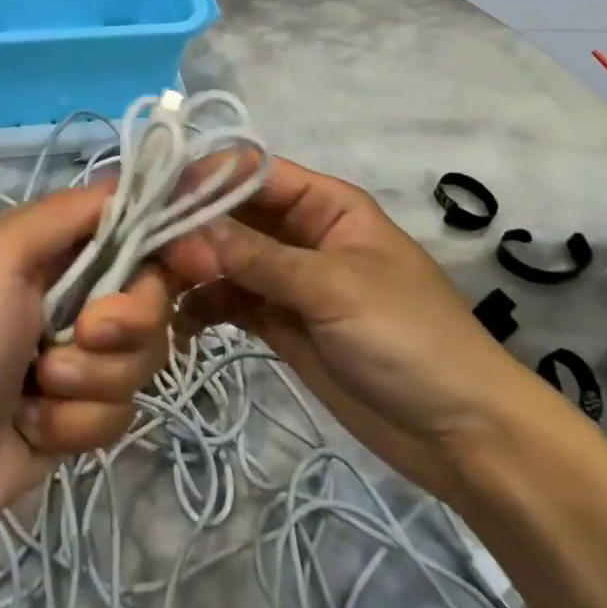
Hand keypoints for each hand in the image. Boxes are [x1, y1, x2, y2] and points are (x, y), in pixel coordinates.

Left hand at [0, 184, 171, 551]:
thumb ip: (65, 213)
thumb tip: (128, 184)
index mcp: (53, 248)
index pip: (133, 226)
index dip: (170, 240)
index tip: (196, 261)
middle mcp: (73, 294)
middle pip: (150, 296)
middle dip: (123, 325)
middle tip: (80, 336)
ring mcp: (79, 356)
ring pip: (141, 359)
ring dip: (89, 381)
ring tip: (35, 390)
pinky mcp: (82, 413)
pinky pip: (120, 412)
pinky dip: (76, 423)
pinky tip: (32, 426)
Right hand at [164, 157, 574, 502]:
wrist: (464, 435)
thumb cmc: (408, 338)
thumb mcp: (333, 288)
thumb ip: (258, 257)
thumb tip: (186, 228)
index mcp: (324, 204)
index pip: (253, 172)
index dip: (205, 177)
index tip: (154, 195)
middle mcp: (300, 232)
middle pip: (231, 214)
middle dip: (189, 226)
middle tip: (142, 249)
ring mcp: (287, 279)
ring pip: (224, 257)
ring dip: (190, 267)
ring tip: (153, 287)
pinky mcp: (279, 322)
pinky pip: (230, 301)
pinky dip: (203, 307)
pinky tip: (179, 323)